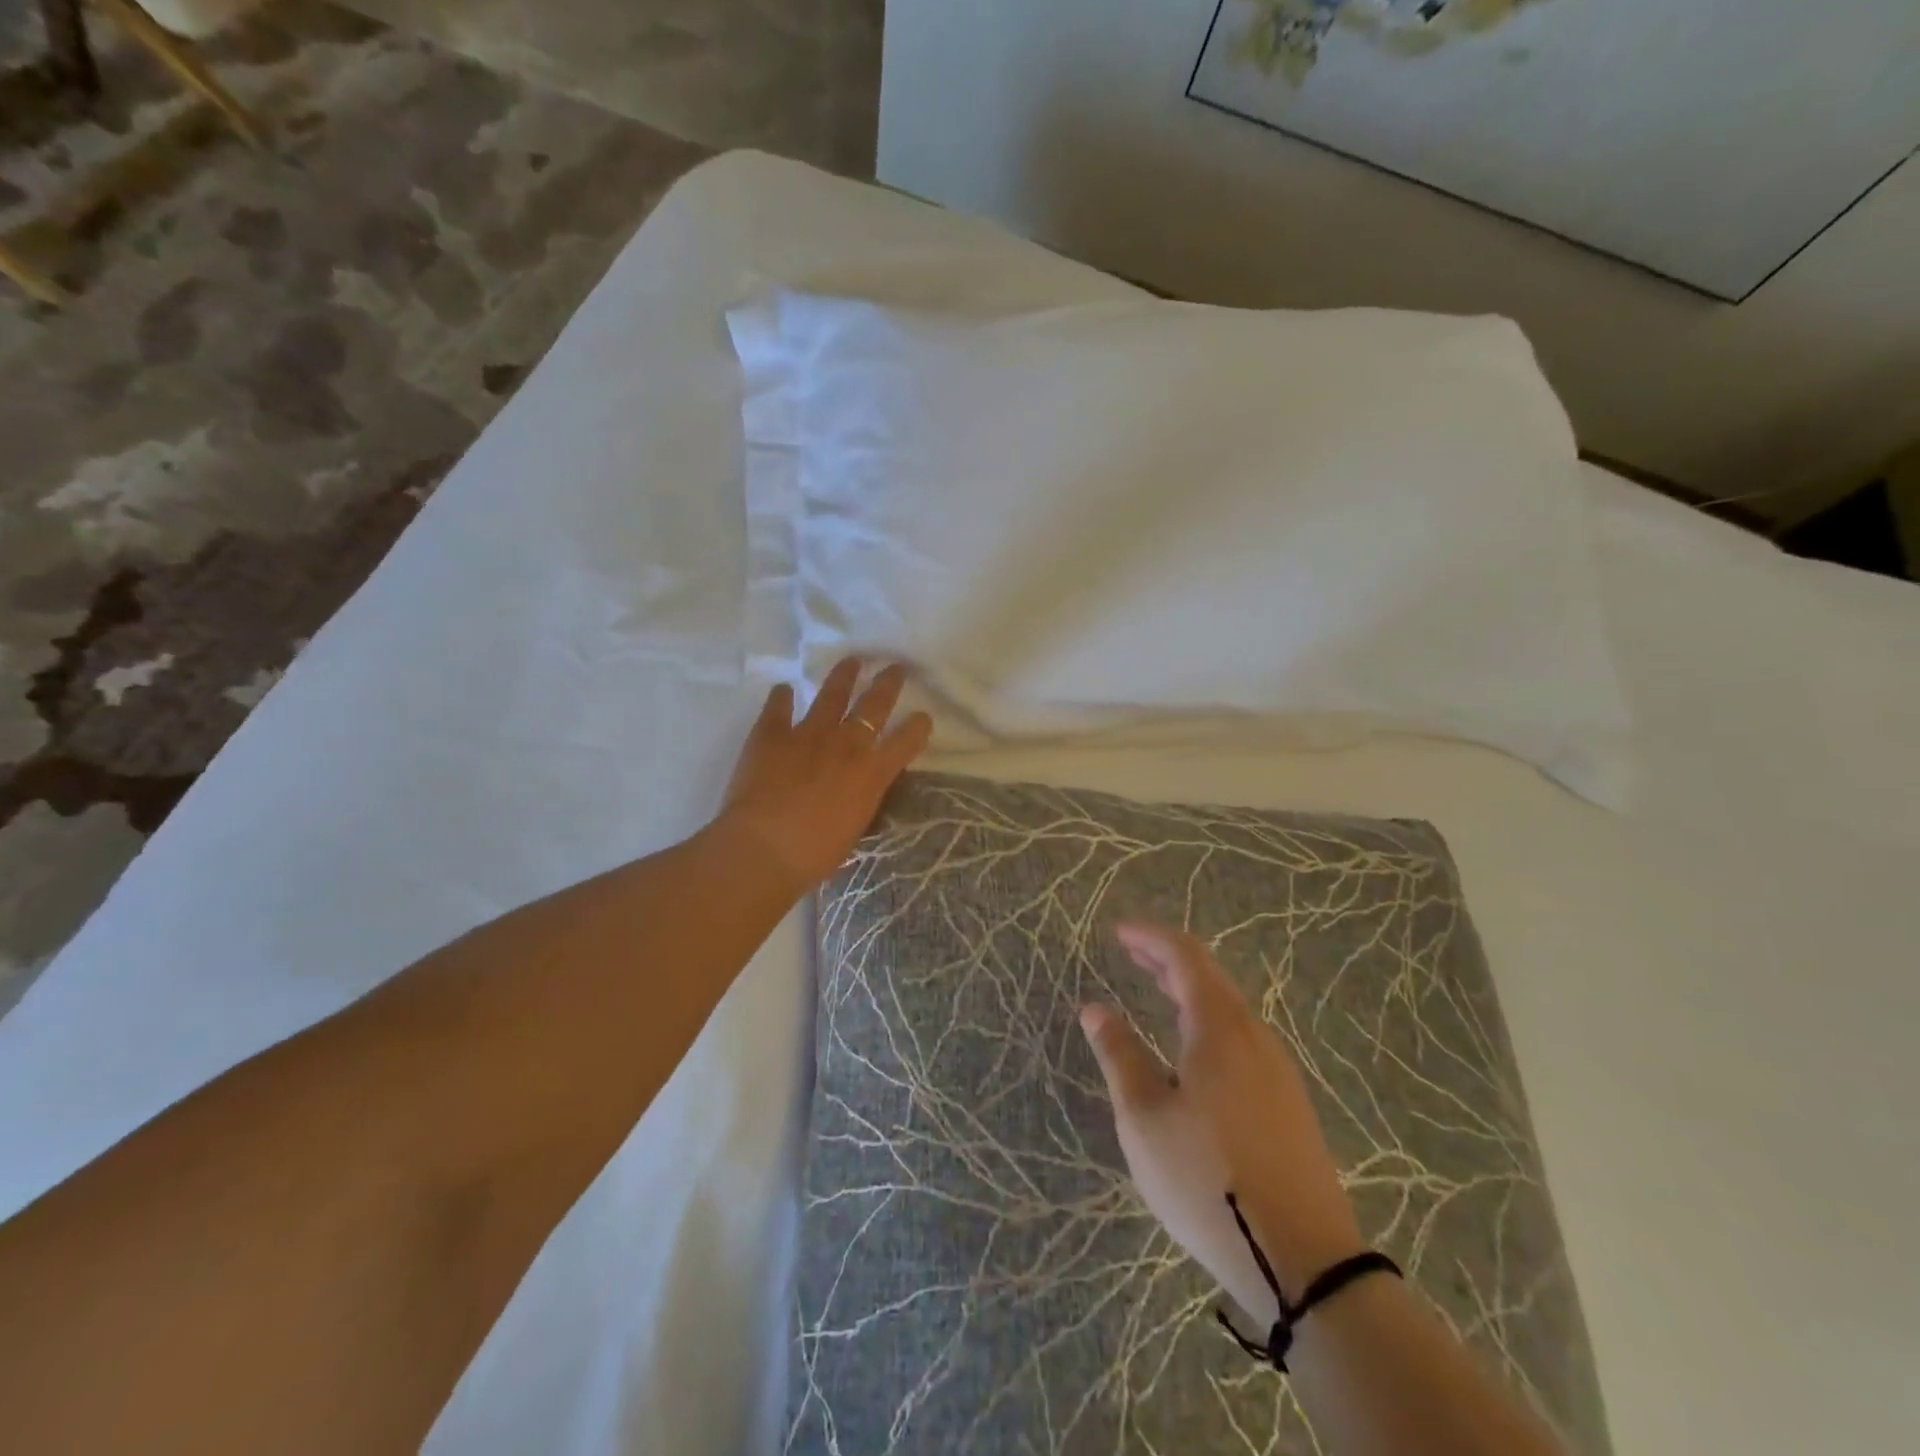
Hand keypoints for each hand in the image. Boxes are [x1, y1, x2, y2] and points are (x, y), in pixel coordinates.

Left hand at [717, 658, 932, 895]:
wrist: (765, 848)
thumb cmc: (815, 853)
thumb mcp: (854, 827)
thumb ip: (861, 800)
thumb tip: (860, 788)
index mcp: (871, 773)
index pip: (905, 741)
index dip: (918, 727)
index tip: (923, 717)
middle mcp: (845, 744)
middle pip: (874, 705)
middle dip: (888, 684)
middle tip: (896, 667)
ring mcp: (807, 734)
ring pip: (831, 695)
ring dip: (843, 676)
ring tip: (851, 661)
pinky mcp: (771, 734)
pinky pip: (778, 708)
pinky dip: (781, 697)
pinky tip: (783, 688)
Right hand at [1081, 922, 1363, 1320]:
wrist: (1304, 1261)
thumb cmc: (1207, 1180)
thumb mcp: (1145, 1118)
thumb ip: (1119, 1055)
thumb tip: (1095, 1009)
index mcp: (1219, 1028)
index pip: (1185, 957)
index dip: (1150, 937)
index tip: (1118, 932)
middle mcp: (1254, 1036)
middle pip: (1210, 976)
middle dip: (1168, 958)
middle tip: (1131, 952)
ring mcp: (1278, 1069)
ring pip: (1228, 1007)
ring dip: (1189, 988)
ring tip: (1156, 988)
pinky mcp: (1288, 1100)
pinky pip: (1242, 1036)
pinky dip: (1208, 1019)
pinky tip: (1193, 1046)